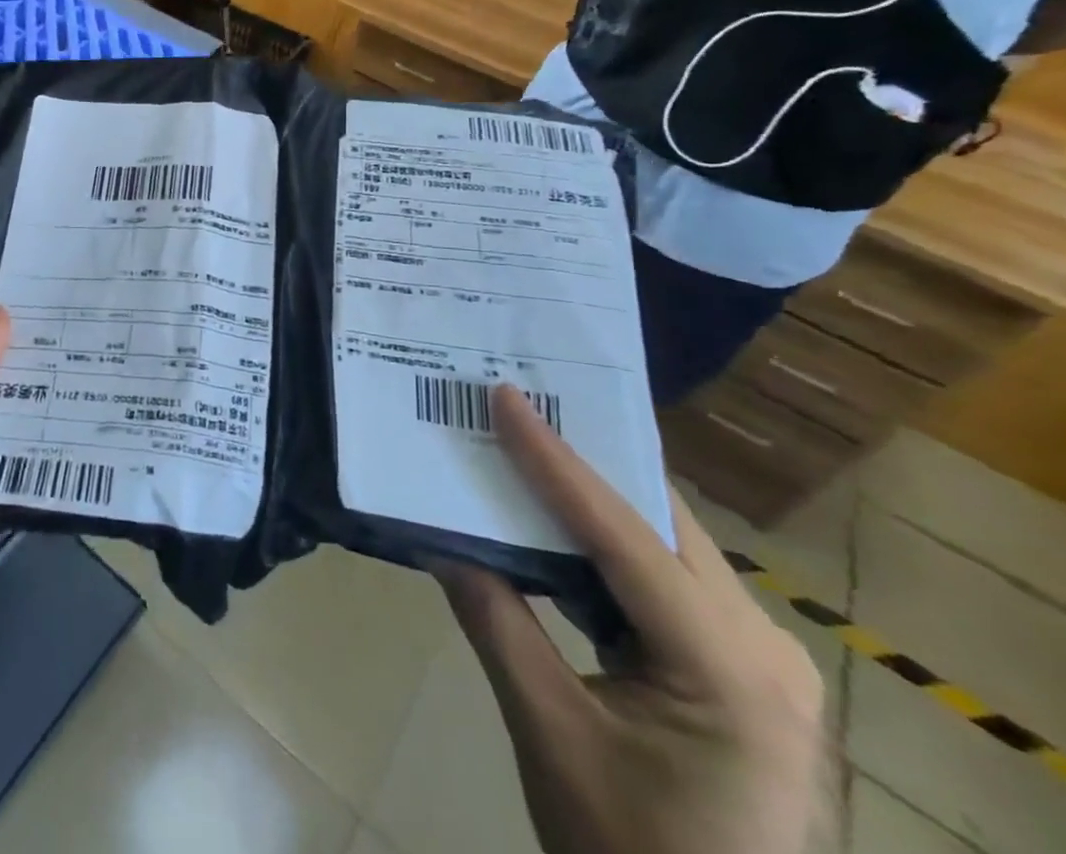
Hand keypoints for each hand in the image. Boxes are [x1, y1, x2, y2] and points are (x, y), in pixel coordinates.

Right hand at [440, 387, 827, 853]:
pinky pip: (665, 580)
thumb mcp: (550, 733)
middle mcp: (764, 647)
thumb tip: (441, 538)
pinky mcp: (739, 670)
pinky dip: (605, 547)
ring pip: (664, 545)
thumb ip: (495, 620)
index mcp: (730, 670)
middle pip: (657, 524)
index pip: (622, 535)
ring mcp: (760, 659)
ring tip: (525, 451)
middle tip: (513, 411)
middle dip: (580, 463)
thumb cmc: (630, 853)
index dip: (554, 459)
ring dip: (591, 500)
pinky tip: (555, 527)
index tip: (506, 396)